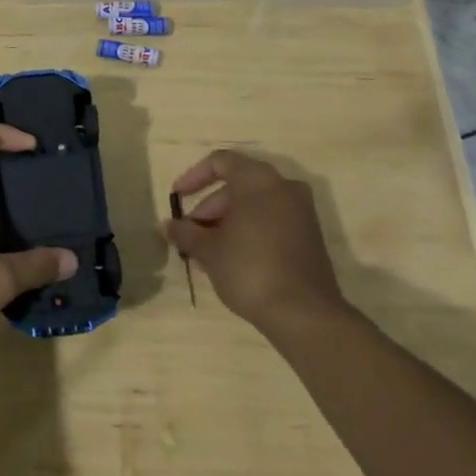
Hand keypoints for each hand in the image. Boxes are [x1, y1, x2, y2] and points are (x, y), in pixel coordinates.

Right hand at [167, 150, 344, 336]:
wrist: (304, 314)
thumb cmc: (249, 268)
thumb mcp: (209, 250)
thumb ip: (185, 232)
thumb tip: (166, 226)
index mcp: (257, 179)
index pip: (220, 162)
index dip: (193, 177)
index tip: (177, 198)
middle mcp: (283, 186)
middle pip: (237, 186)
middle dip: (209, 209)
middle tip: (189, 235)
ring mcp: (300, 211)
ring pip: (254, 206)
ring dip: (226, 224)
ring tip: (204, 254)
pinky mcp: (309, 236)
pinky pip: (271, 222)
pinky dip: (248, 232)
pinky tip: (229, 261)